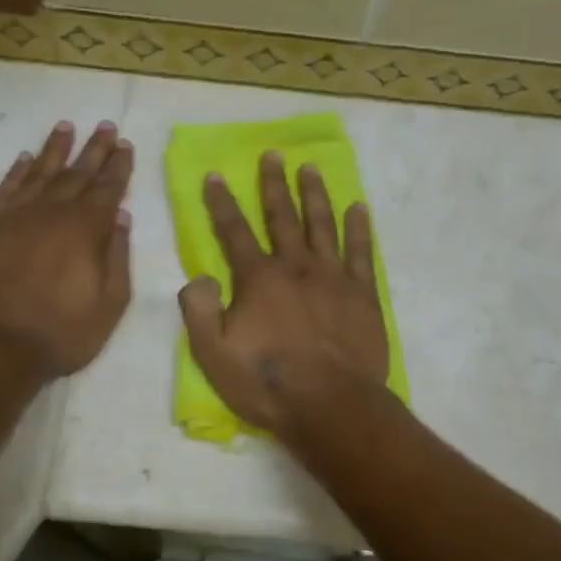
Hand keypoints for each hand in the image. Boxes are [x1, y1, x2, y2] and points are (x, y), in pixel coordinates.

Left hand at [0, 121, 133, 376]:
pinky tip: (26, 158)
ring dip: (56, 149)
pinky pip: (6, 189)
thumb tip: (122, 217)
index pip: (108, 189)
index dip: (119, 166)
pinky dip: (17, 171)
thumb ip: (118, 257)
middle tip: (106, 126)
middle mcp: (52, 213)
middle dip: (95, 148)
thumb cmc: (62, 333)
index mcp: (86, 230)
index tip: (126, 145)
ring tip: (67, 127)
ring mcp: (16, 217)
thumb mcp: (110, 304)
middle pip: (78, 173)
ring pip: (41, 172)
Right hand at [179, 151, 388, 435]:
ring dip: (315, 194)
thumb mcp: (213, 354)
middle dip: (274, 184)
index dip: (222, 203)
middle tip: (273, 155)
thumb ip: (198, 311)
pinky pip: (362, 251)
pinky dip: (359, 227)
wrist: (331, 405)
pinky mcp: (362, 293)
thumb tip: (199, 277)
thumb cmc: (268, 383)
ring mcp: (333, 276)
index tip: (216, 175)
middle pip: (282, 216)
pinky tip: (358, 208)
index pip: (234, 231)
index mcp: (258, 279)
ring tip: (310, 168)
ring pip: (322, 224)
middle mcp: (296, 266)